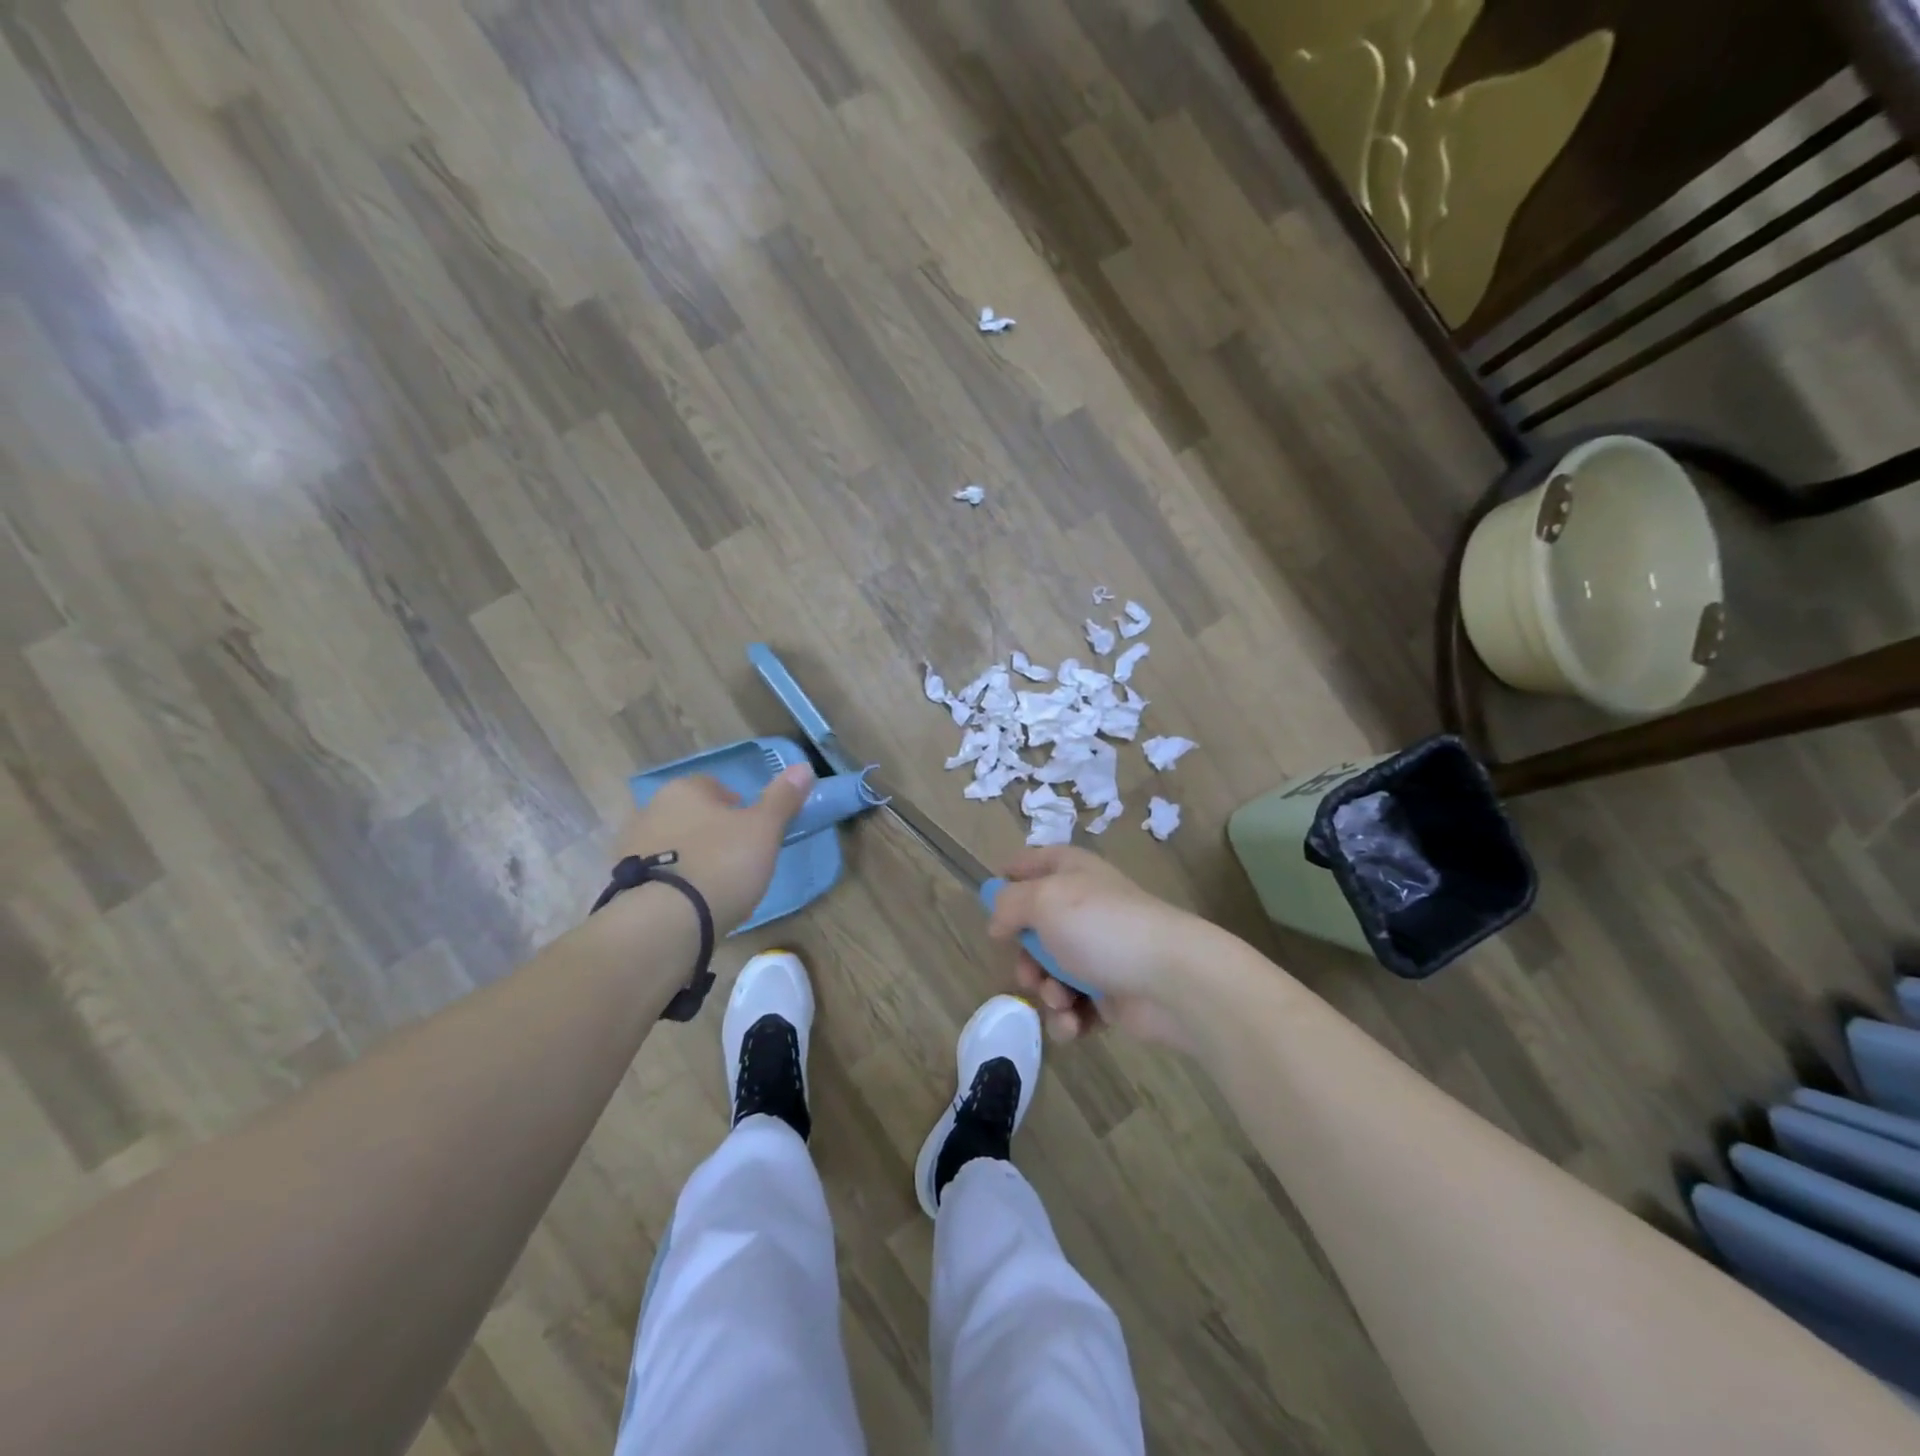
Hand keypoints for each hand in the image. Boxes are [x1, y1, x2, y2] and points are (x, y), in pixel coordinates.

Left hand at [611, 765, 814, 933]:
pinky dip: (674, 887)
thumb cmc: (721, 864)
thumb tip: (804, 766)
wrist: (664, 923)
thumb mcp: (764, 830)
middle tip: (738, 860)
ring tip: (716, 888)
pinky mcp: (623, 887)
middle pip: (690, 816)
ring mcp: (631, 850)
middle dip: (712, 833)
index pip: (713, 786)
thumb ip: (782, 799)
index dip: (736, 805)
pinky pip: (658, 878)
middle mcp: (650, 811)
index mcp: (683, 790)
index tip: (753, 830)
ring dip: (691, 860)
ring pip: (672, 847)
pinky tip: (692, 907)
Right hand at [984, 846, 1209, 1049]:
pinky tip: (1076, 1024)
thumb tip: (997, 921)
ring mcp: (1099, 952)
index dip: (1009, 878)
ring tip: (1063, 1001)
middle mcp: (1084, 907)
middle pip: (1034, 930)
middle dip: (1025, 958)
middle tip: (1031, 972)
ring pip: (1050, 973)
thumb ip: (1008, 904)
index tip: (990, 904)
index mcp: (1071, 873)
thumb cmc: (1102, 928)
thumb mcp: (1043, 900)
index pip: (1032, 863)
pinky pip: (1073, 1006)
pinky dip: (1069, 1017)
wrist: (1172, 980)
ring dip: (1047, 992)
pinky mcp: (1111, 993)